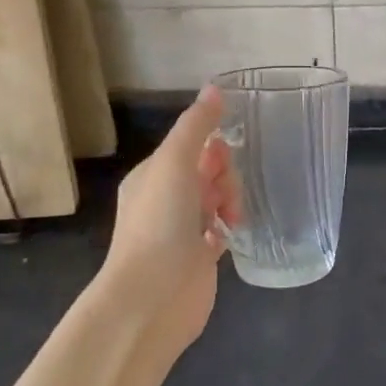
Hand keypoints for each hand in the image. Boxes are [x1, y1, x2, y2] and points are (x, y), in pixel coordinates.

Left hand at [99, 85, 234, 357]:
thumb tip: (215, 88)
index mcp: (152, 176)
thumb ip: (196, 126)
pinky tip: (234, 232)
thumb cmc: (160, 224)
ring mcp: (182, 230)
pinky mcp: (200, 257)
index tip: (221, 160)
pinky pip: (222, 228)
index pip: (190, 146)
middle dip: (224, 176)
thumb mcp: (175, 163)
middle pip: (208, 170)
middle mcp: (165, 200)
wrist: (153, 297)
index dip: (212, 148)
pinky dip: (231, 225)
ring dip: (230, 200)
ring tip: (230, 220)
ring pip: (218, 198)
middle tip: (222, 197)